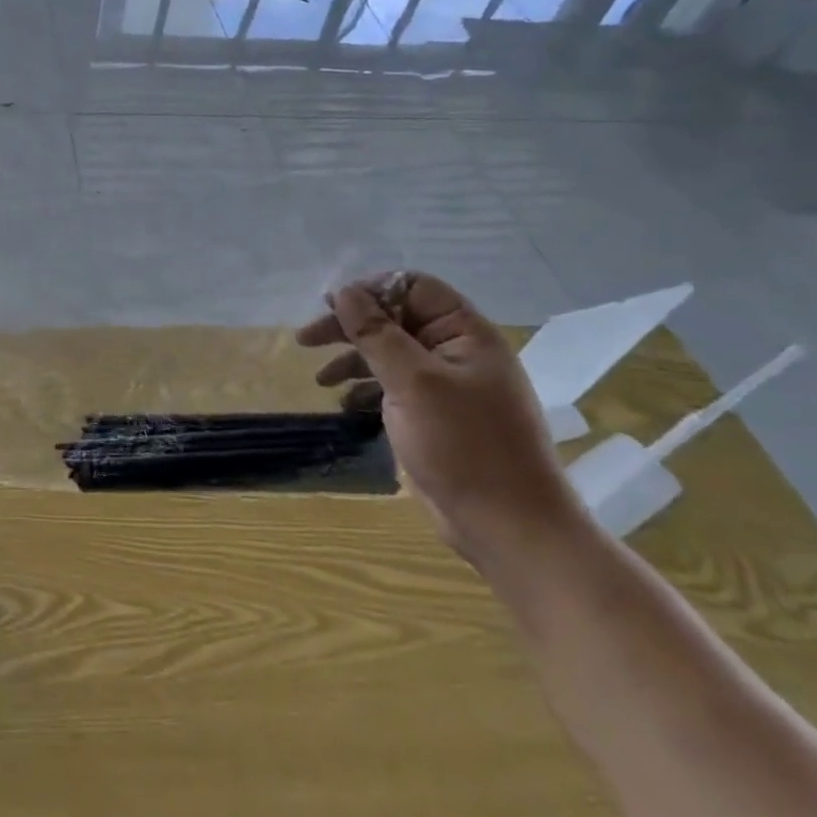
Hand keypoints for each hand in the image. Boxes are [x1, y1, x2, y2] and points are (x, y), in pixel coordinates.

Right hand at [298, 273, 583, 565]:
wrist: (509, 529)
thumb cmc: (464, 446)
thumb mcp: (413, 382)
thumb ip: (376, 333)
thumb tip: (345, 292)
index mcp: (466, 334)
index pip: (413, 288)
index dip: (371, 291)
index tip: (331, 308)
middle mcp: (458, 352)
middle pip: (396, 318)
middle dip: (351, 326)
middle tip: (307, 339)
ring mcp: (448, 386)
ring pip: (391, 352)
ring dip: (353, 358)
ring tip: (320, 378)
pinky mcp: (436, 415)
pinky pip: (394, 385)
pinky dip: (366, 387)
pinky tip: (345, 402)